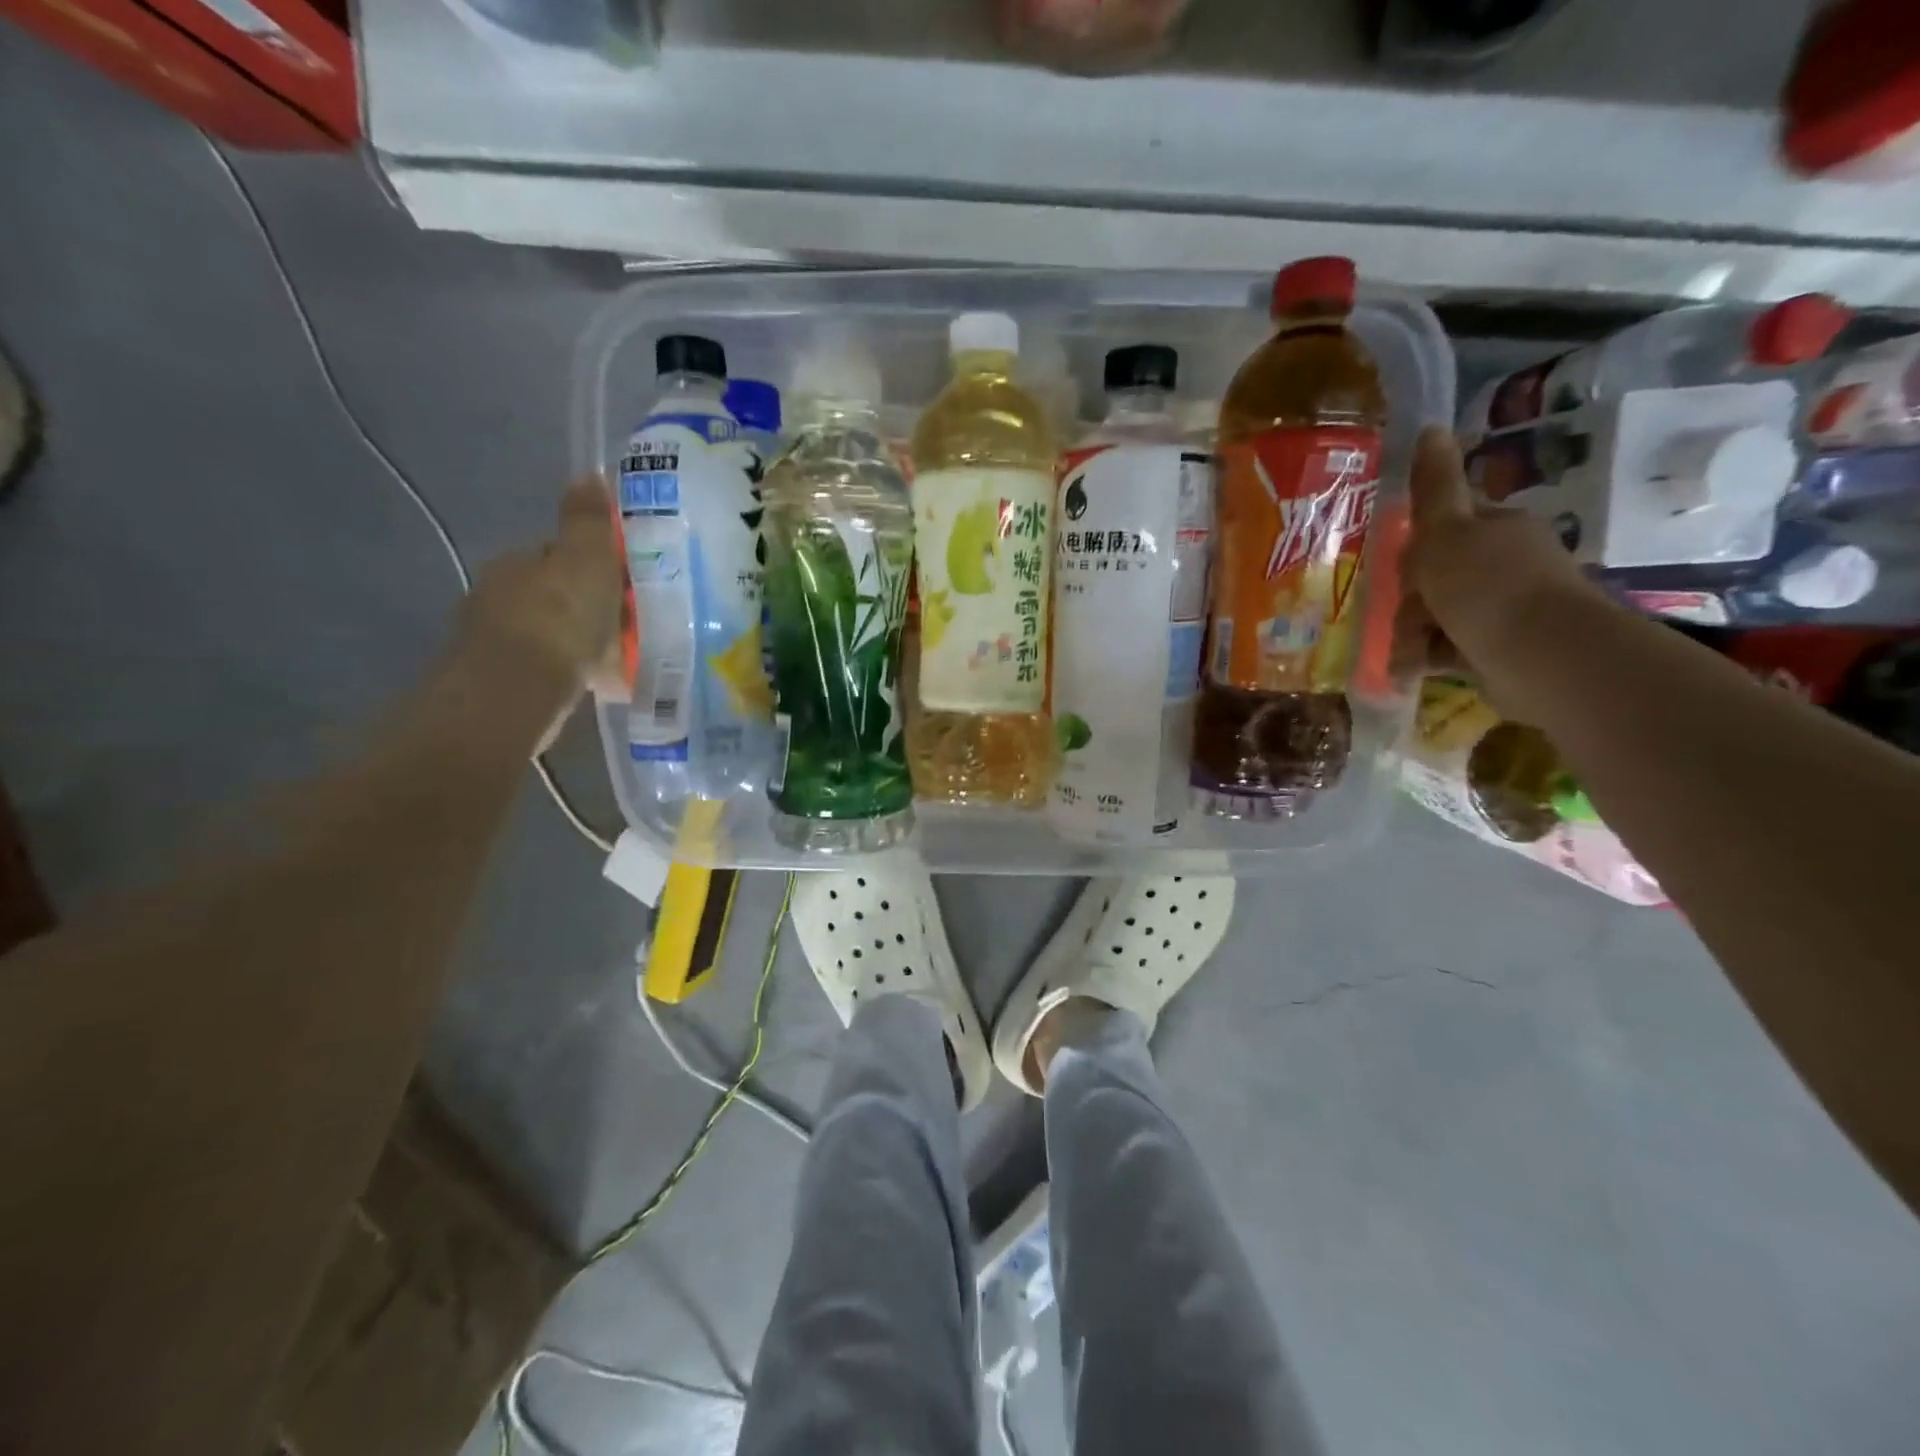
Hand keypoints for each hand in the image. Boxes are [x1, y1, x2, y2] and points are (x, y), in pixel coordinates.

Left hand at [454, 479, 625, 720]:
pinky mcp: (504, 682)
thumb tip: (589, 474)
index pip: (559, 555)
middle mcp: (499, 596)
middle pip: (556, 595)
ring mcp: (497, 642)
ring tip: (619, 661)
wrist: (515, 693)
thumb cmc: (558, 620)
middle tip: (630, 627)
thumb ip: (589, 521)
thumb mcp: (586, 560)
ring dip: (581, 643)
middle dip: (589, 607)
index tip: (626, 586)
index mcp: (518, 563)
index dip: (595, 566)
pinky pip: (550, 669)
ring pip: (552, 634)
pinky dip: (573, 673)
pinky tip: (596, 685)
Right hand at [1393, 425, 1601, 702]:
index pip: (1444, 529)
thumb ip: (1433, 487)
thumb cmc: (1486, 588)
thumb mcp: (1447, 532)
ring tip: (1411, 656)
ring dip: (1412, 636)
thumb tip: (1429, 427)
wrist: (1542, 657)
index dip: (1416, 550)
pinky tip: (1415, 670)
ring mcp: (1504, 609)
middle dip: (1411, 602)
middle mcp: (1504, 565)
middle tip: (1411, 616)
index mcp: (1496, 530)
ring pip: (1435, 616)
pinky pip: (1448, 648)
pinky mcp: (1499, 649)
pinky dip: (1428, 658)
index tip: (1403, 571)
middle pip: (1434, 577)